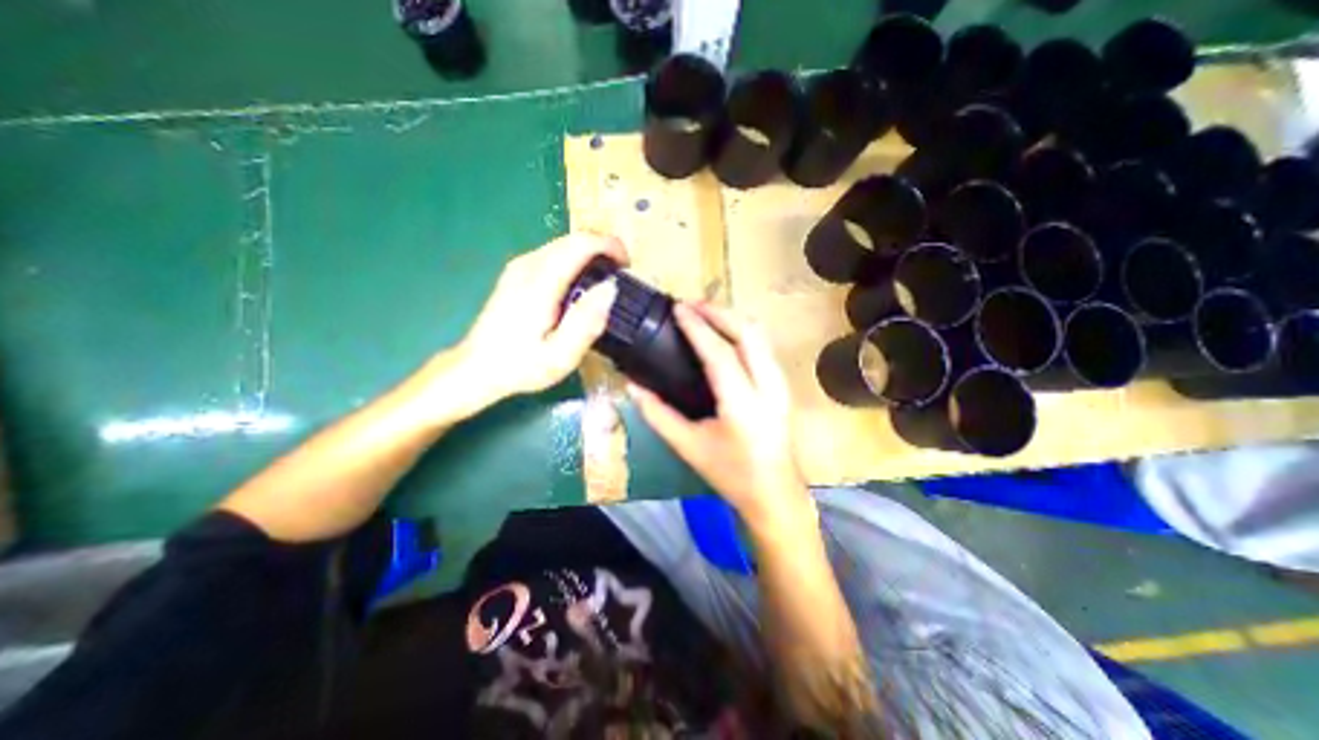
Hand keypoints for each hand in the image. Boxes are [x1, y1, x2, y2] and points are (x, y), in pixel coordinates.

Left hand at [450, 235, 623, 410]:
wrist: (478, 368)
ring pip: (563, 244)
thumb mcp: (560, 355)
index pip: (580, 244)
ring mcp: (519, 267)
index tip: (627, 264)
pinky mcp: (517, 273)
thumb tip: (610, 288)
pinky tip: (581, 283)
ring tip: (606, 279)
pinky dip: (574, 260)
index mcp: (540, 283)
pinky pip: (553, 254)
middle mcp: (528, 265)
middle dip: (603, 248)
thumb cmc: (521, 366)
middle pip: (572, 239)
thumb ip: (586, 322)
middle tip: (622, 273)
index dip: (610, 246)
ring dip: (590, 254)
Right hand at [625, 302, 809, 534]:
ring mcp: (781, 384)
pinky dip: (741, 330)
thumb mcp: (688, 446)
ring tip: (704, 314)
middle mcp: (768, 388)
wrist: (774, 493)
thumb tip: (632, 386)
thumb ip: (657, 415)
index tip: (678, 308)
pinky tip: (723, 333)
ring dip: (732, 318)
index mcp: (742, 406)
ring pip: (760, 335)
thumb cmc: (730, 474)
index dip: (697, 328)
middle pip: (748, 332)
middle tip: (690, 305)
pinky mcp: (783, 384)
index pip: (719, 354)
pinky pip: (763, 345)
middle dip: (719, 312)